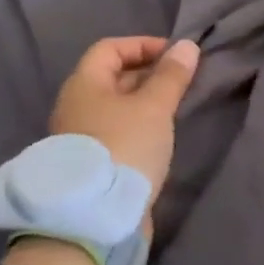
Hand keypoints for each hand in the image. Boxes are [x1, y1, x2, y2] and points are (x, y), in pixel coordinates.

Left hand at [49, 36, 200, 193]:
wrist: (94, 218)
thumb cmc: (124, 147)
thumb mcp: (154, 107)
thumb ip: (171, 75)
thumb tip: (187, 45)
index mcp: (84, 84)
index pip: (111, 48)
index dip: (144, 45)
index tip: (176, 56)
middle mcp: (76, 105)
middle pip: (113, 77)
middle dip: (149, 74)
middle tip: (182, 82)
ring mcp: (81, 137)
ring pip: (117, 107)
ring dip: (146, 103)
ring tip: (177, 108)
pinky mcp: (92, 163)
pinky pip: (117, 132)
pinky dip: (139, 127)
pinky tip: (161, 138)